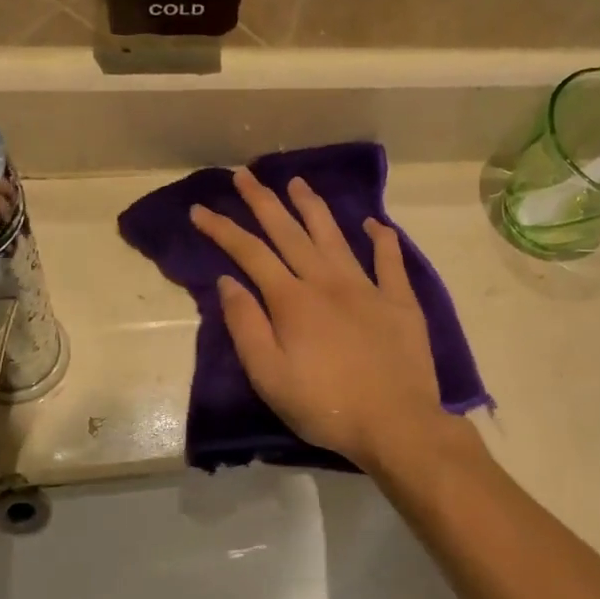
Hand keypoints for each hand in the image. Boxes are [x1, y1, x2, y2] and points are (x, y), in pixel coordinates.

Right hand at [189, 169, 459, 468]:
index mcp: (293, 301)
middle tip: (244, 174)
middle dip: (263, 202)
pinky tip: (373, 223)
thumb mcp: (270, 376)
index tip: (199, 209)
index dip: (222, 229)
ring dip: (313, 207)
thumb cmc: (325, 406)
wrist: (396, 423)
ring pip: (334, 236)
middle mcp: (327, 282)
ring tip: (297, 182)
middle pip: (289, 232)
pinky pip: (390, 261)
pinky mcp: (400, 301)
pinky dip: (382, 239)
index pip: (250, 254)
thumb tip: (228, 282)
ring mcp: (367, 287)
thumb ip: (246, 326)